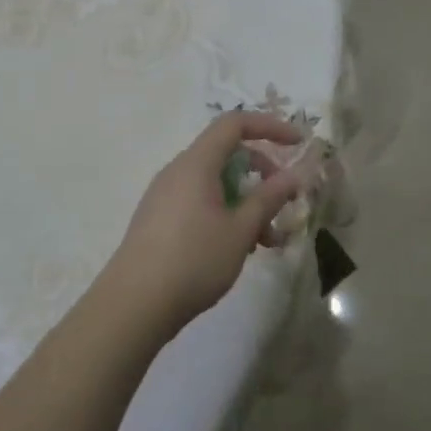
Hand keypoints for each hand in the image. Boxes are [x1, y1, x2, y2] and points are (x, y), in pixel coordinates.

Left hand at [104, 110, 307, 335]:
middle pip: (226, 153)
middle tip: (285, 198)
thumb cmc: (193, 260)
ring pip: (215, 183)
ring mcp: (165, 196)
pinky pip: (200, 202)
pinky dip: (225, 214)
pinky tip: (239, 249)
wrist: (132, 306)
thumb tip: (295, 174)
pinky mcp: (159, 220)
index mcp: (196, 164)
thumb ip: (269, 198)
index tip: (298, 143)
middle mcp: (178, 171)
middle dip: (262, 171)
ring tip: (268, 240)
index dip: (270, 127)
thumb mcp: (241, 230)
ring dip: (246, 201)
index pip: (234, 124)